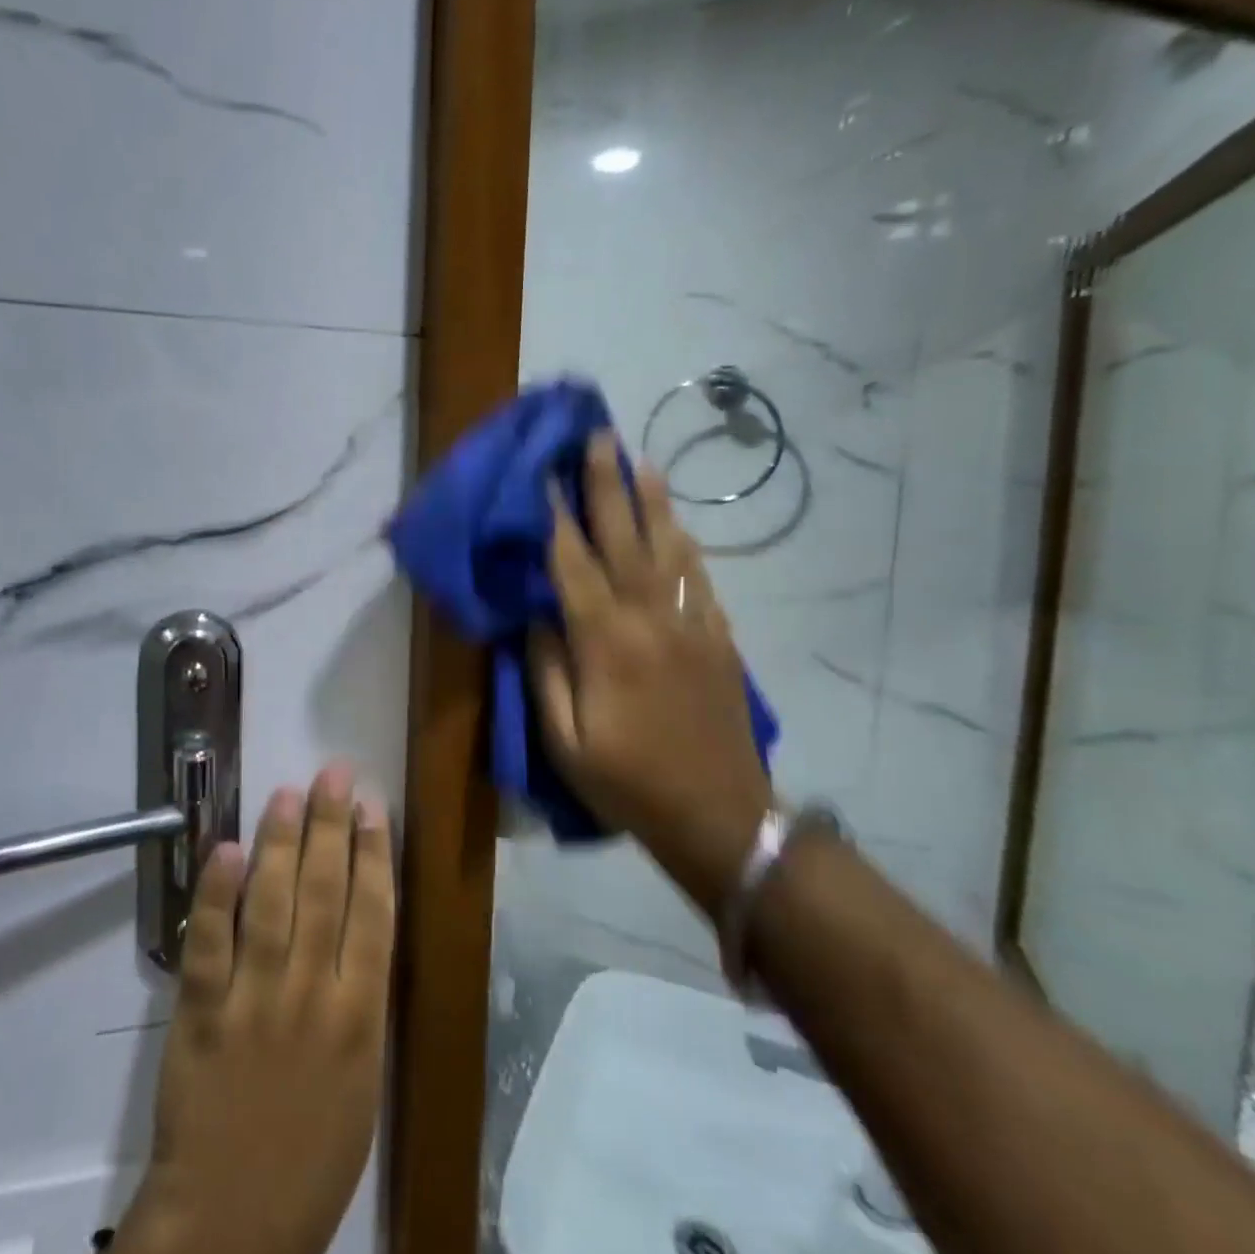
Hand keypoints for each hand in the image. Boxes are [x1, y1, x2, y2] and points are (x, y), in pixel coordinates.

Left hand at [104, 765, 394, 1253]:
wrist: (231, 1226)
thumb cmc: (312, 1158)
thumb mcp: (362, 1081)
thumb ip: (361, 1002)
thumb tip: (358, 928)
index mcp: (361, 1016)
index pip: (373, 913)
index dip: (374, 853)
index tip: (372, 806)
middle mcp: (313, 995)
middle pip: (325, 892)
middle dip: (332, 826)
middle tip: (333, 774)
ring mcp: (255, 1000)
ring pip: (272, 904)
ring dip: (281, 842)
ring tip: (288, 794)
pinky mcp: (202, 1014)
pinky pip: (210, 943)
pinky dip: (218, 894)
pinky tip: (229, 849)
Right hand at [529, 431, 772, 913]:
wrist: (719, 816)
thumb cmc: (628, 783)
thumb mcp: (565, 742)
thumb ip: (546, 672)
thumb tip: (535, 616)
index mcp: (605, 643)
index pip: (572, 565)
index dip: (555, 517)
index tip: (543, 474)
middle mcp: (650, 619)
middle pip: (624, 539)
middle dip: (606, 485)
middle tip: (596, 437)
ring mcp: (690, 624)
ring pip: (668, 547)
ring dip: (651, 501)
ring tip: (639, 461)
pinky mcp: (718, 637)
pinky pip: (699, 576)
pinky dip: (684, 542)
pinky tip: (675, 524)